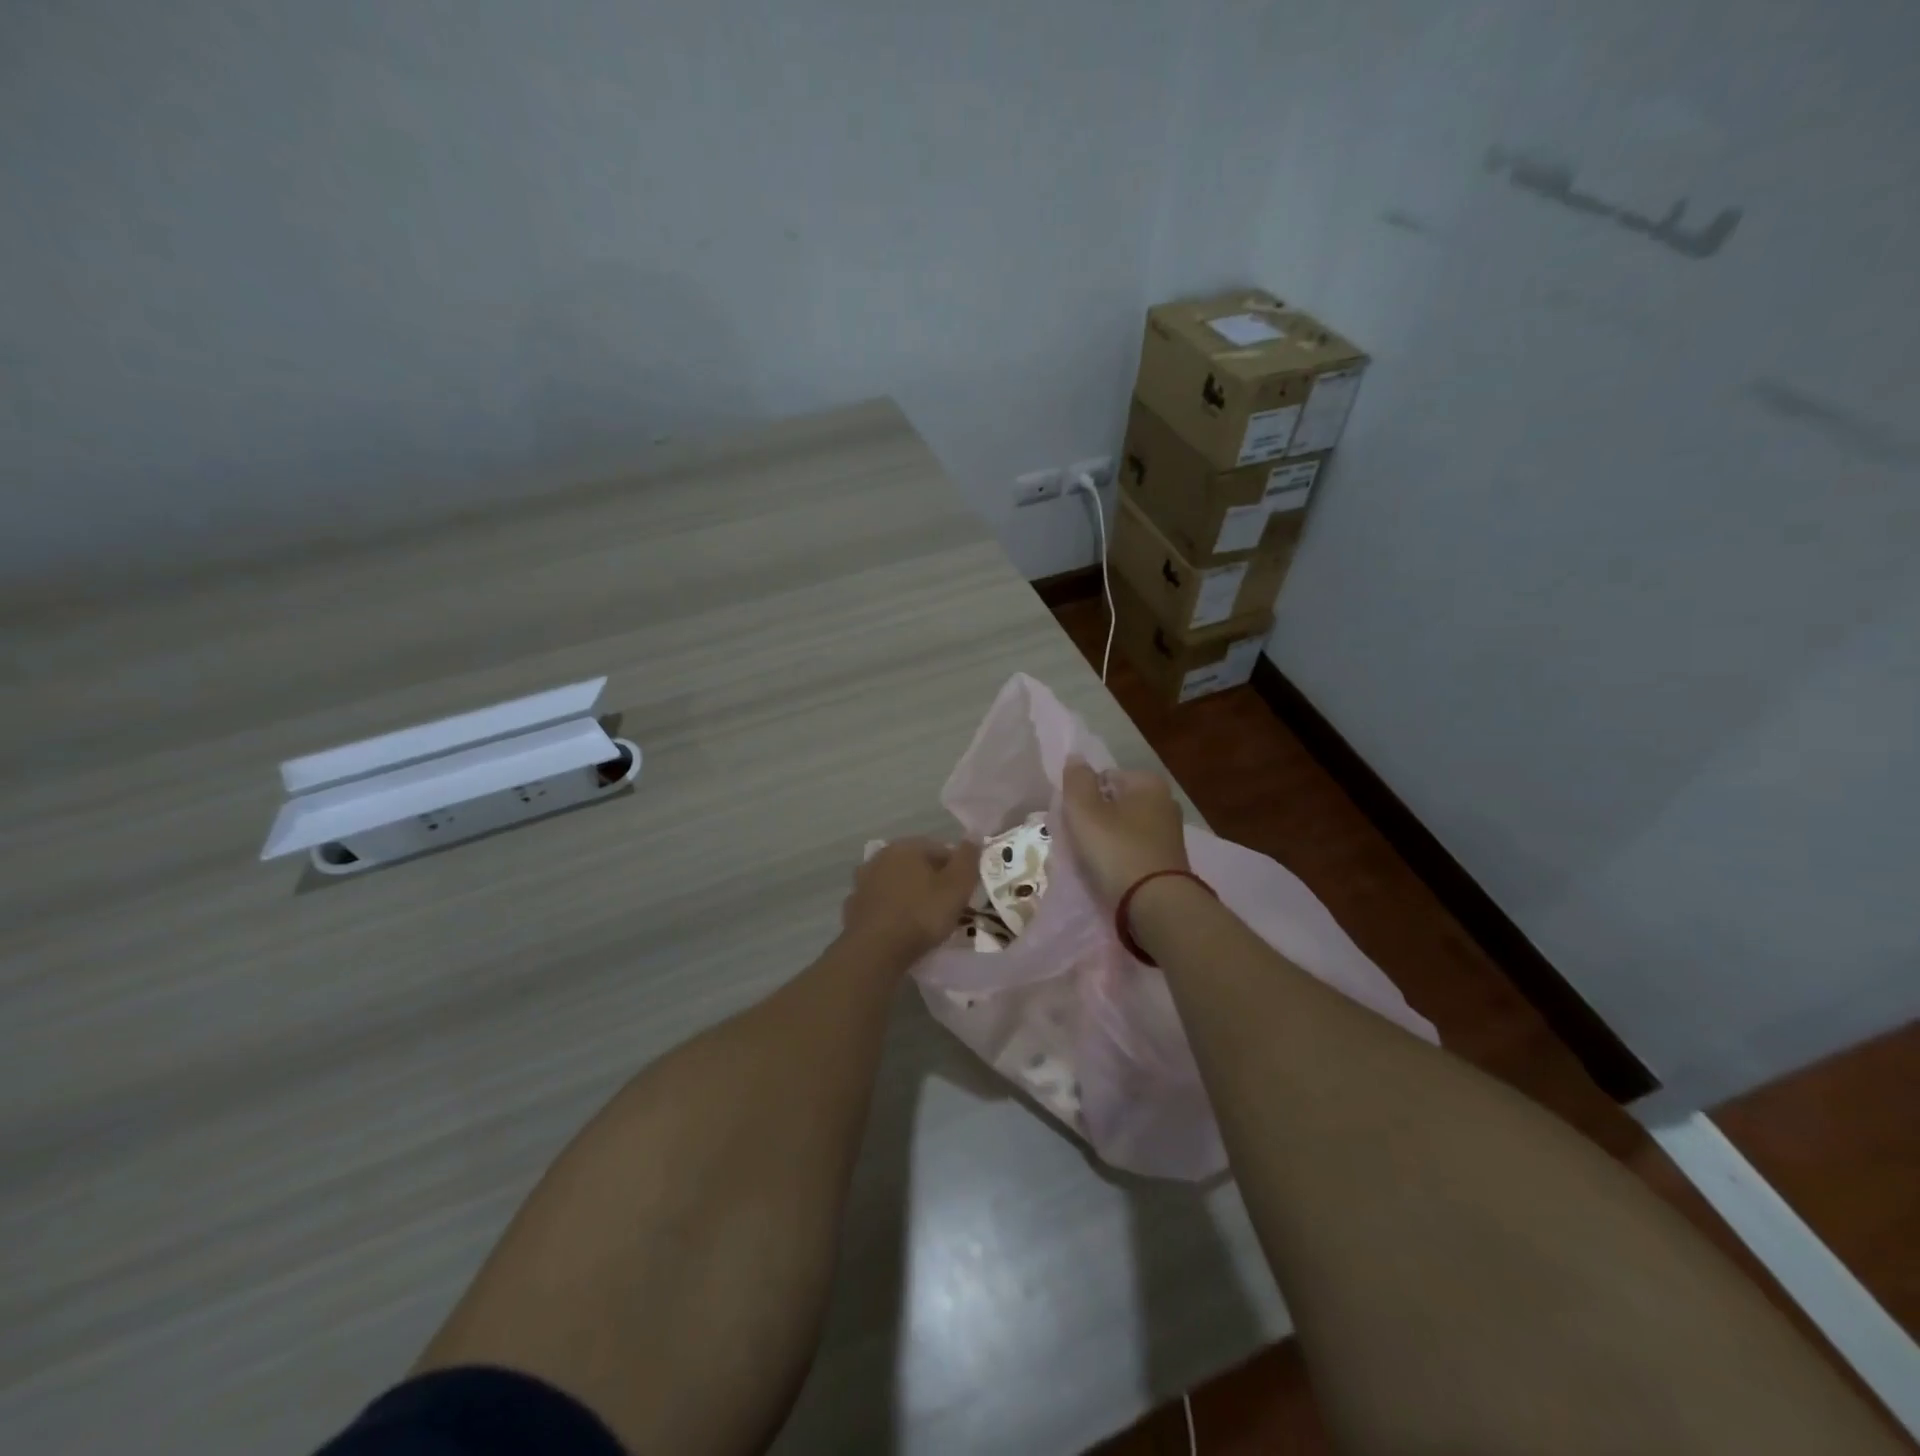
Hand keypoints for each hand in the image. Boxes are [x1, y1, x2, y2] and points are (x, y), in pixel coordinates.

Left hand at [841, 837, 980, 962]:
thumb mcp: (957, 887)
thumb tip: (974, 836)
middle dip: (933, 881)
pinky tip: (901, 929)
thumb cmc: (921, 915)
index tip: (966, 893)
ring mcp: (864, 881)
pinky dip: (893, 911)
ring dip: (911, 895)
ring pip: (898, 884)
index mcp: (906, 846)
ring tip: (925, 920)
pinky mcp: (854, 906)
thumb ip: (968, 859)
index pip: (942, 849)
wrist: (875, 951)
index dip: (958, 870)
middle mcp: (881, 856)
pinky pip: (882, 904)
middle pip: (918, 865)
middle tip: (948, 907)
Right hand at [1060, 758, 1190, 907]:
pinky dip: (1122, 857)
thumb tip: (1075, 757)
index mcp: (1148, 782)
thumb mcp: (1085, 811)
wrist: (1156, 904)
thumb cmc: (1116, 850)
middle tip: (1080, 841)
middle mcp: (1165, 801)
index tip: (1074, 820)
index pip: (1105, 777)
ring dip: (1107, 840)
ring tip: (1093, 860)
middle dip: (1096, 818)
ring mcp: (1170, 833)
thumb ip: (1077, 780)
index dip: (1084, 796)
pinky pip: (1135, 850)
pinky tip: (1111, 873)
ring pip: (1125, 828)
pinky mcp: (1170, 860)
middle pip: (1116, 803)